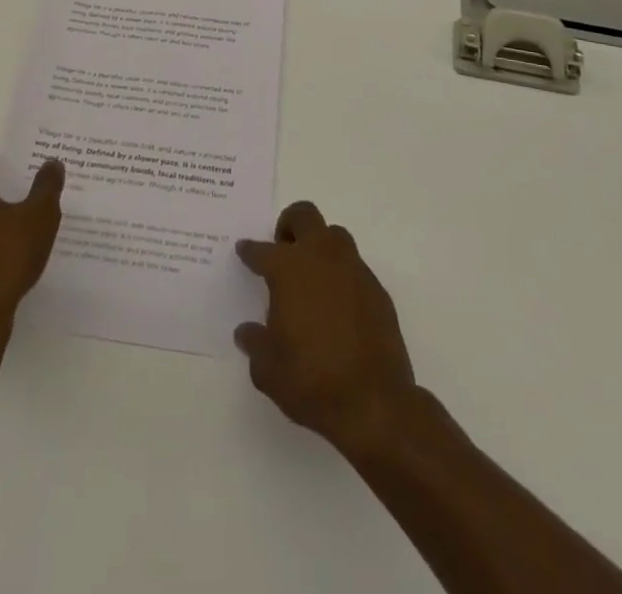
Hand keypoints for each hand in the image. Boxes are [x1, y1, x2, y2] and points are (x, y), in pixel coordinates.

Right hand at [235, 202, 416, 454]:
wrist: (375, 404)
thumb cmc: (312, 381)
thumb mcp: (268, 370)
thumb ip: (255, 343)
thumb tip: (247, 331)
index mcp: (288, 269)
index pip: (261, 250)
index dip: (249, 251)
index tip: (244, 251)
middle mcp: (321, 258)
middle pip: (304, 216)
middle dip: (289, 226)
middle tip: (282, 251)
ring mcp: (353, 270)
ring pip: (334, 236)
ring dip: (319, 247)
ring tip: (310, 278)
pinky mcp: (377, 290)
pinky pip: (354, 268)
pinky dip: (341, 277)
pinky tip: (336, 306)